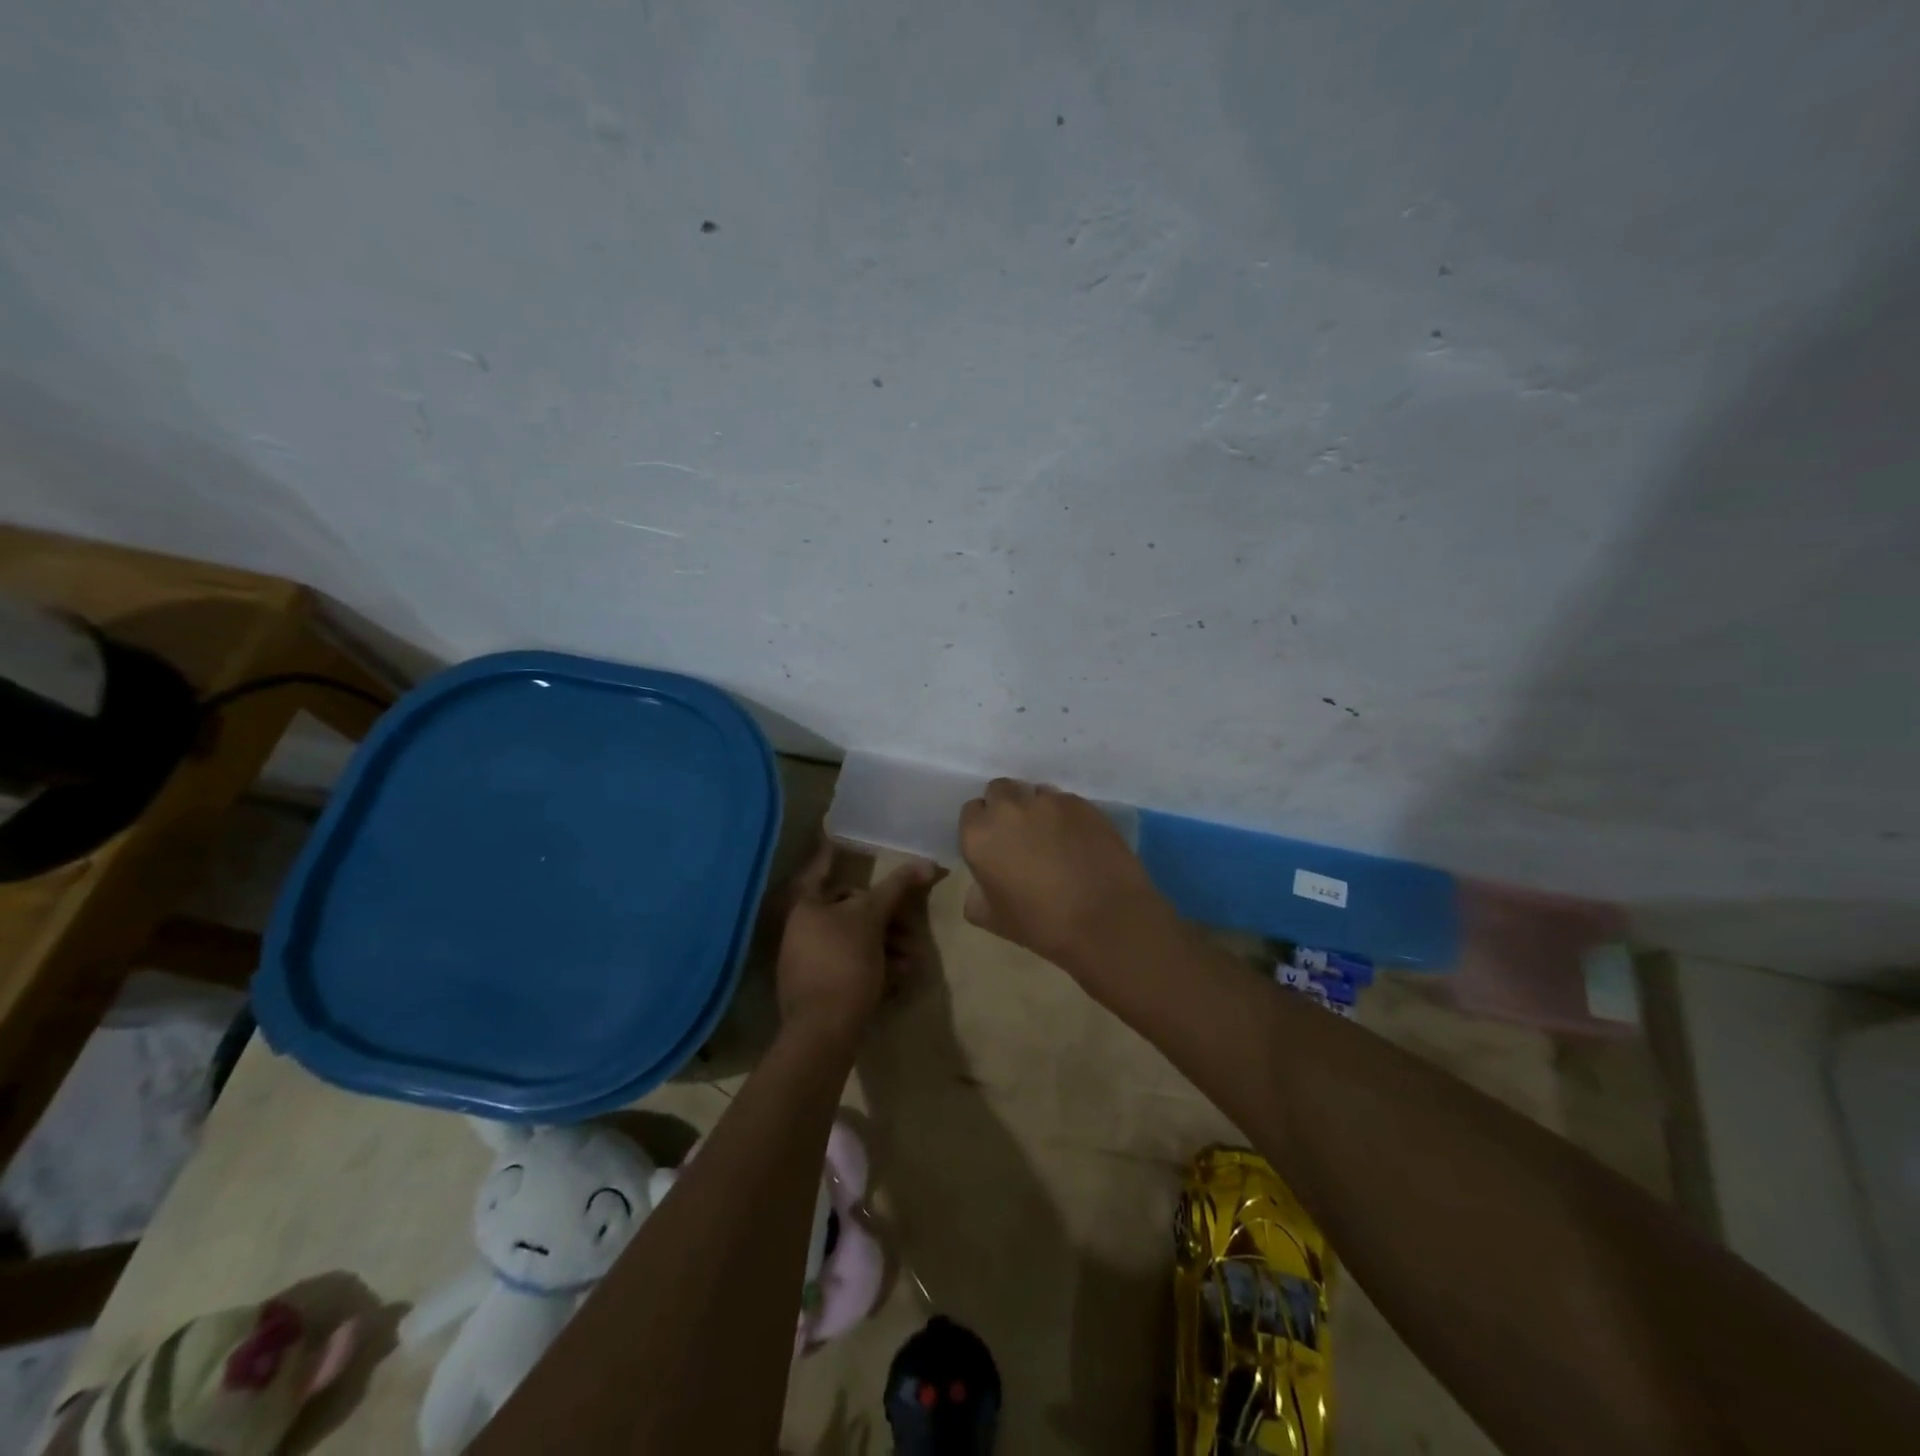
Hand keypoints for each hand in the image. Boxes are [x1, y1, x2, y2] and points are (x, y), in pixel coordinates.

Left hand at [777, 841, 940, 1039]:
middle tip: (911, 928)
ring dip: (887, 945)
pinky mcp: (820, 988)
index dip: (831, 850)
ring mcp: (808, 960)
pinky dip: (875, 966)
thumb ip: (895, 888)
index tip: (836, 832)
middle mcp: (801, 928)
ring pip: (855, 939)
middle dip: (885, 917)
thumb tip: (924, 863)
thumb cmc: (844, 962)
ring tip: (910, 961)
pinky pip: (851, 965)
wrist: (823, 1032)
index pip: (821, 867)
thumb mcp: (872, 918)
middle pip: (849, 908)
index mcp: (805, 906)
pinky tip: (898, 978)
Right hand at [957, 779, 1178, 973]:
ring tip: (1053, 837)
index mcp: (980, 835)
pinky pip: (1065, 802)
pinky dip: (1066, 816)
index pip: (971, 811)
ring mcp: (1049, 802)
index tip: (995, 845)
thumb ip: (976, 895)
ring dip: (1036, 809)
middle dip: (1006, 807)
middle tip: (1021, 836)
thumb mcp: (993, 920)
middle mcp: (1010, 809)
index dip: (983, 827)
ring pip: (1034, 793)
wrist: (1106, 921)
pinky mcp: (1082, 803)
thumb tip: (982, 884)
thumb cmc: (1042, 925)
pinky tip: (1078, 841)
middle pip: (1000, 791)